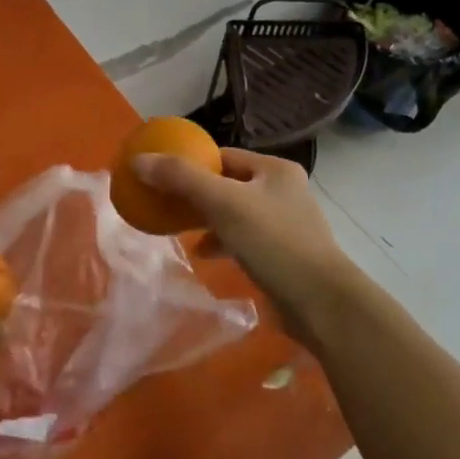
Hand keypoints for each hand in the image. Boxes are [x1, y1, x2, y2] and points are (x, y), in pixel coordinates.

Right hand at [131, 148, 351, 331]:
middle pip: (227, 183)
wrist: (321, 303)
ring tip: (178, 229)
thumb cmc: (273, 242)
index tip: (162, 176)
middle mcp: (283, 190)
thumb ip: (181, 179)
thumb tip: (138, 160)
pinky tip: (204, 254)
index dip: (192, 163)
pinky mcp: (282, 254)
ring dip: (207, 220)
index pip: (224, 156)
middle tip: (165, 203)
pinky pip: (243, 239)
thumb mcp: (223, 204)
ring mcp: (285, 224)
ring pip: (234, 213)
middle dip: (196, 194)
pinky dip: (222, 242)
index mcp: (275, 169)